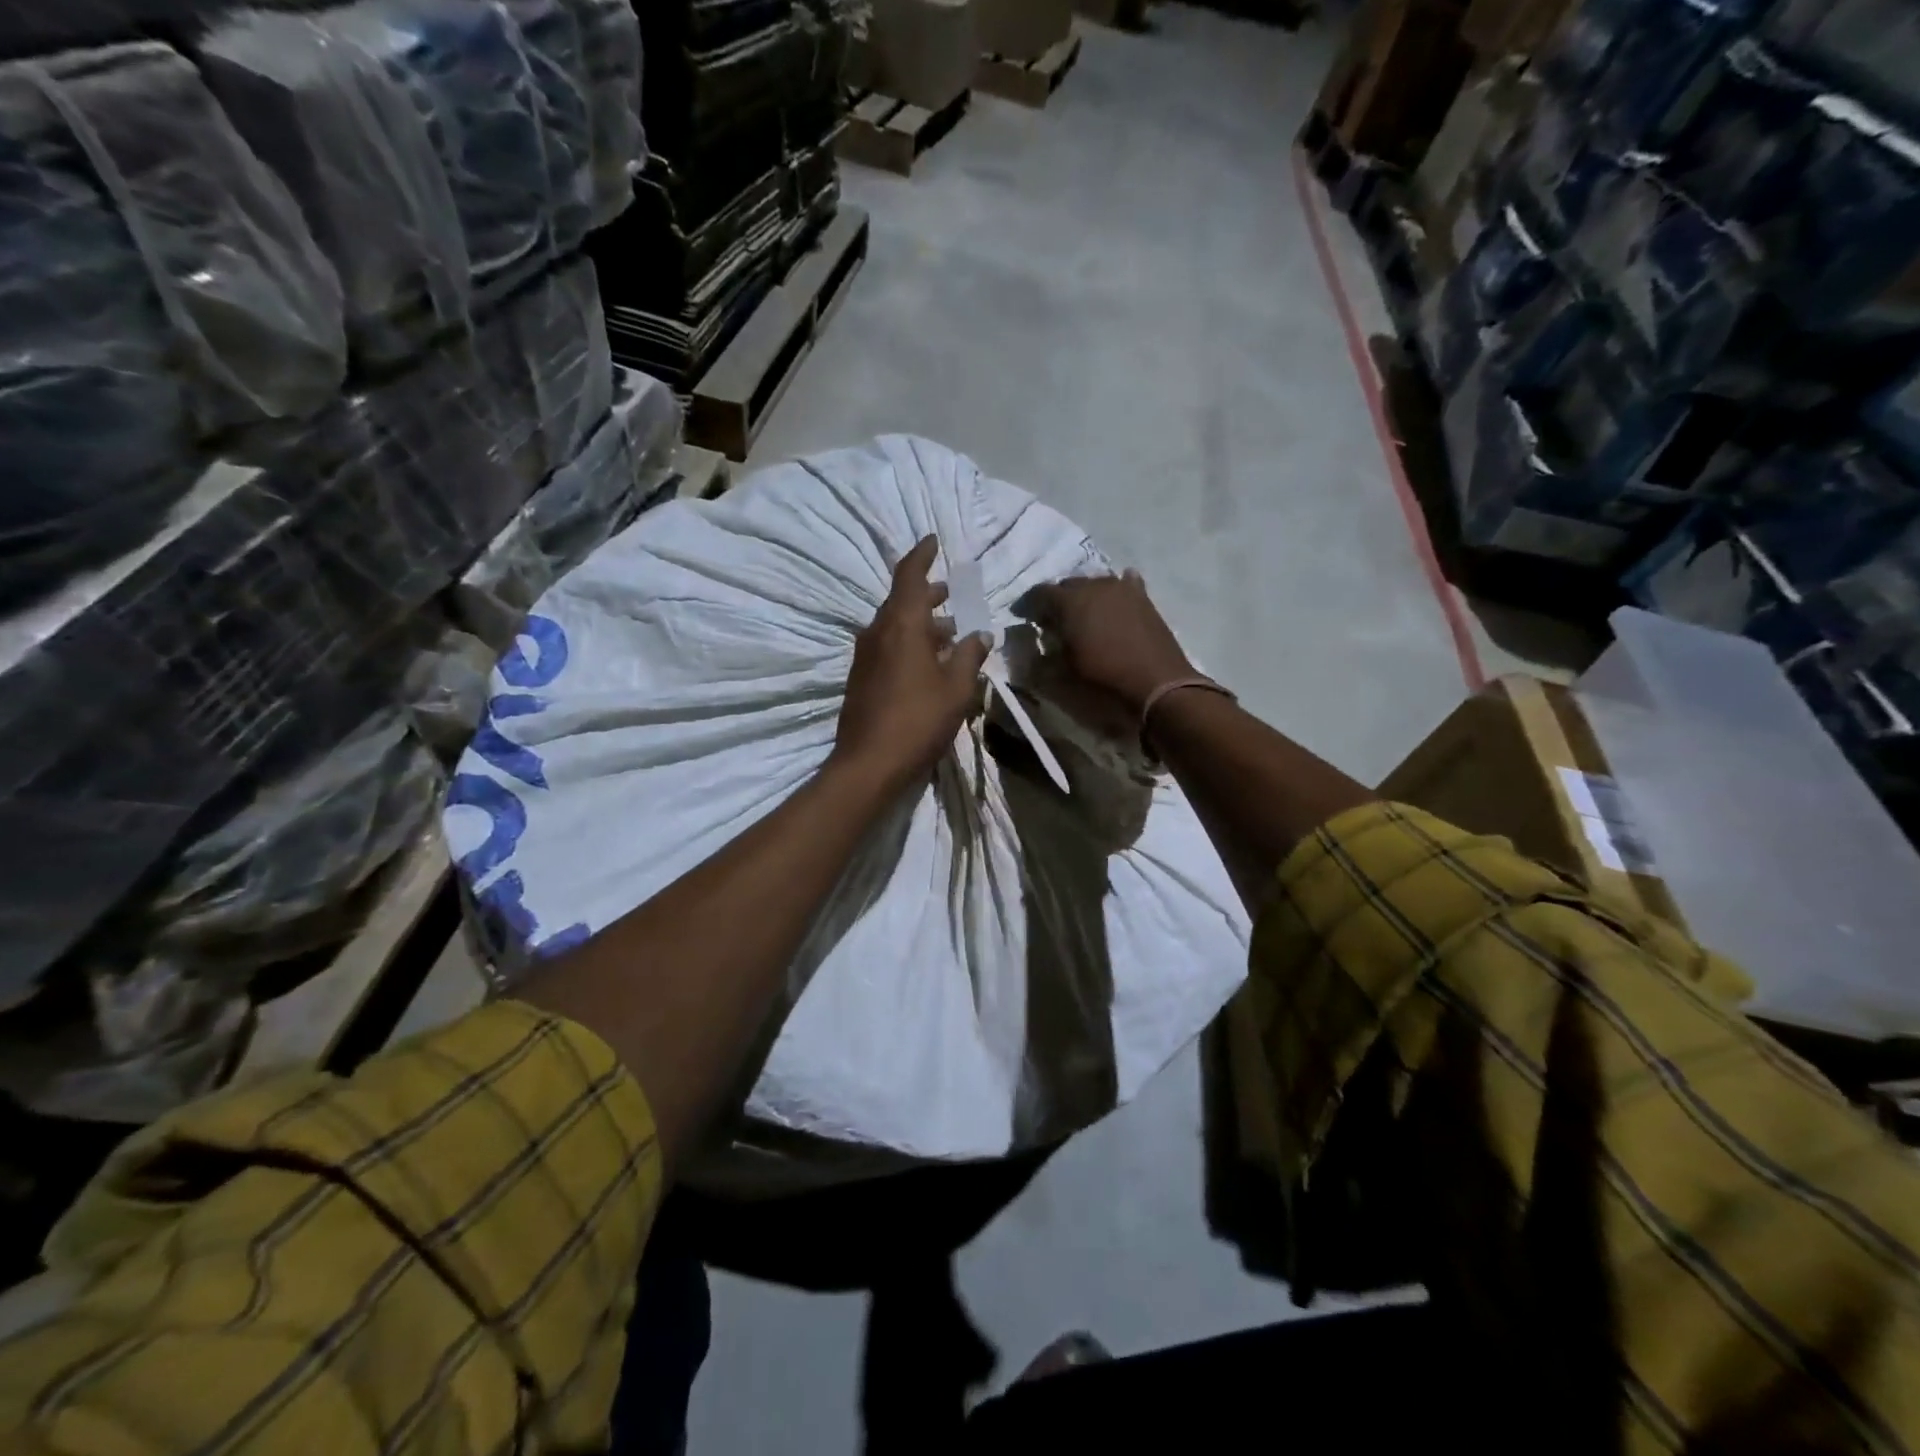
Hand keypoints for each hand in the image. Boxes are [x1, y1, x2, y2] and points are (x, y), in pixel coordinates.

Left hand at [834, 537, 992, 792]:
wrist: (868, 764)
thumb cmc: (918, 720)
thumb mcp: (956, 688)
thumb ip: (970, 656)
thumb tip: (981, 635)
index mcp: (901, 625)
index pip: (909, 576)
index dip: (921, 555)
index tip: (933, 540)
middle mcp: (878, 632)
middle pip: (902, 601)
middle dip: (928, 594)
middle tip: (951, 592)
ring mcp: (865, 656)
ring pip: (895, 626)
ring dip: (921, 623)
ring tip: (950, 631)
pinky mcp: (861, 678)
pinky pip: (888, 647)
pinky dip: (909, 643)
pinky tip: (929, 662)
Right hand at [1025, 570, 1195, 714]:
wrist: (1159, 687)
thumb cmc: (1105, 683)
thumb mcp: (1063, 678)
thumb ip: (1043, 659)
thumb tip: (1035, 650)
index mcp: (1069, 602)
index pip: (1039, 593)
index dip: (1028, 606)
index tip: (1024, 619)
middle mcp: (1094, 586)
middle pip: (1068, 585)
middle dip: (1057, 601)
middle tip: (1053, 622)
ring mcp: (1123, 589)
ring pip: (1095, 585)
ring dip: (1085, 597)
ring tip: (1083, 617)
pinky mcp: (1144, 599)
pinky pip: (1124, 586)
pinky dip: (1114, 595)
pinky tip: (1114, 603)